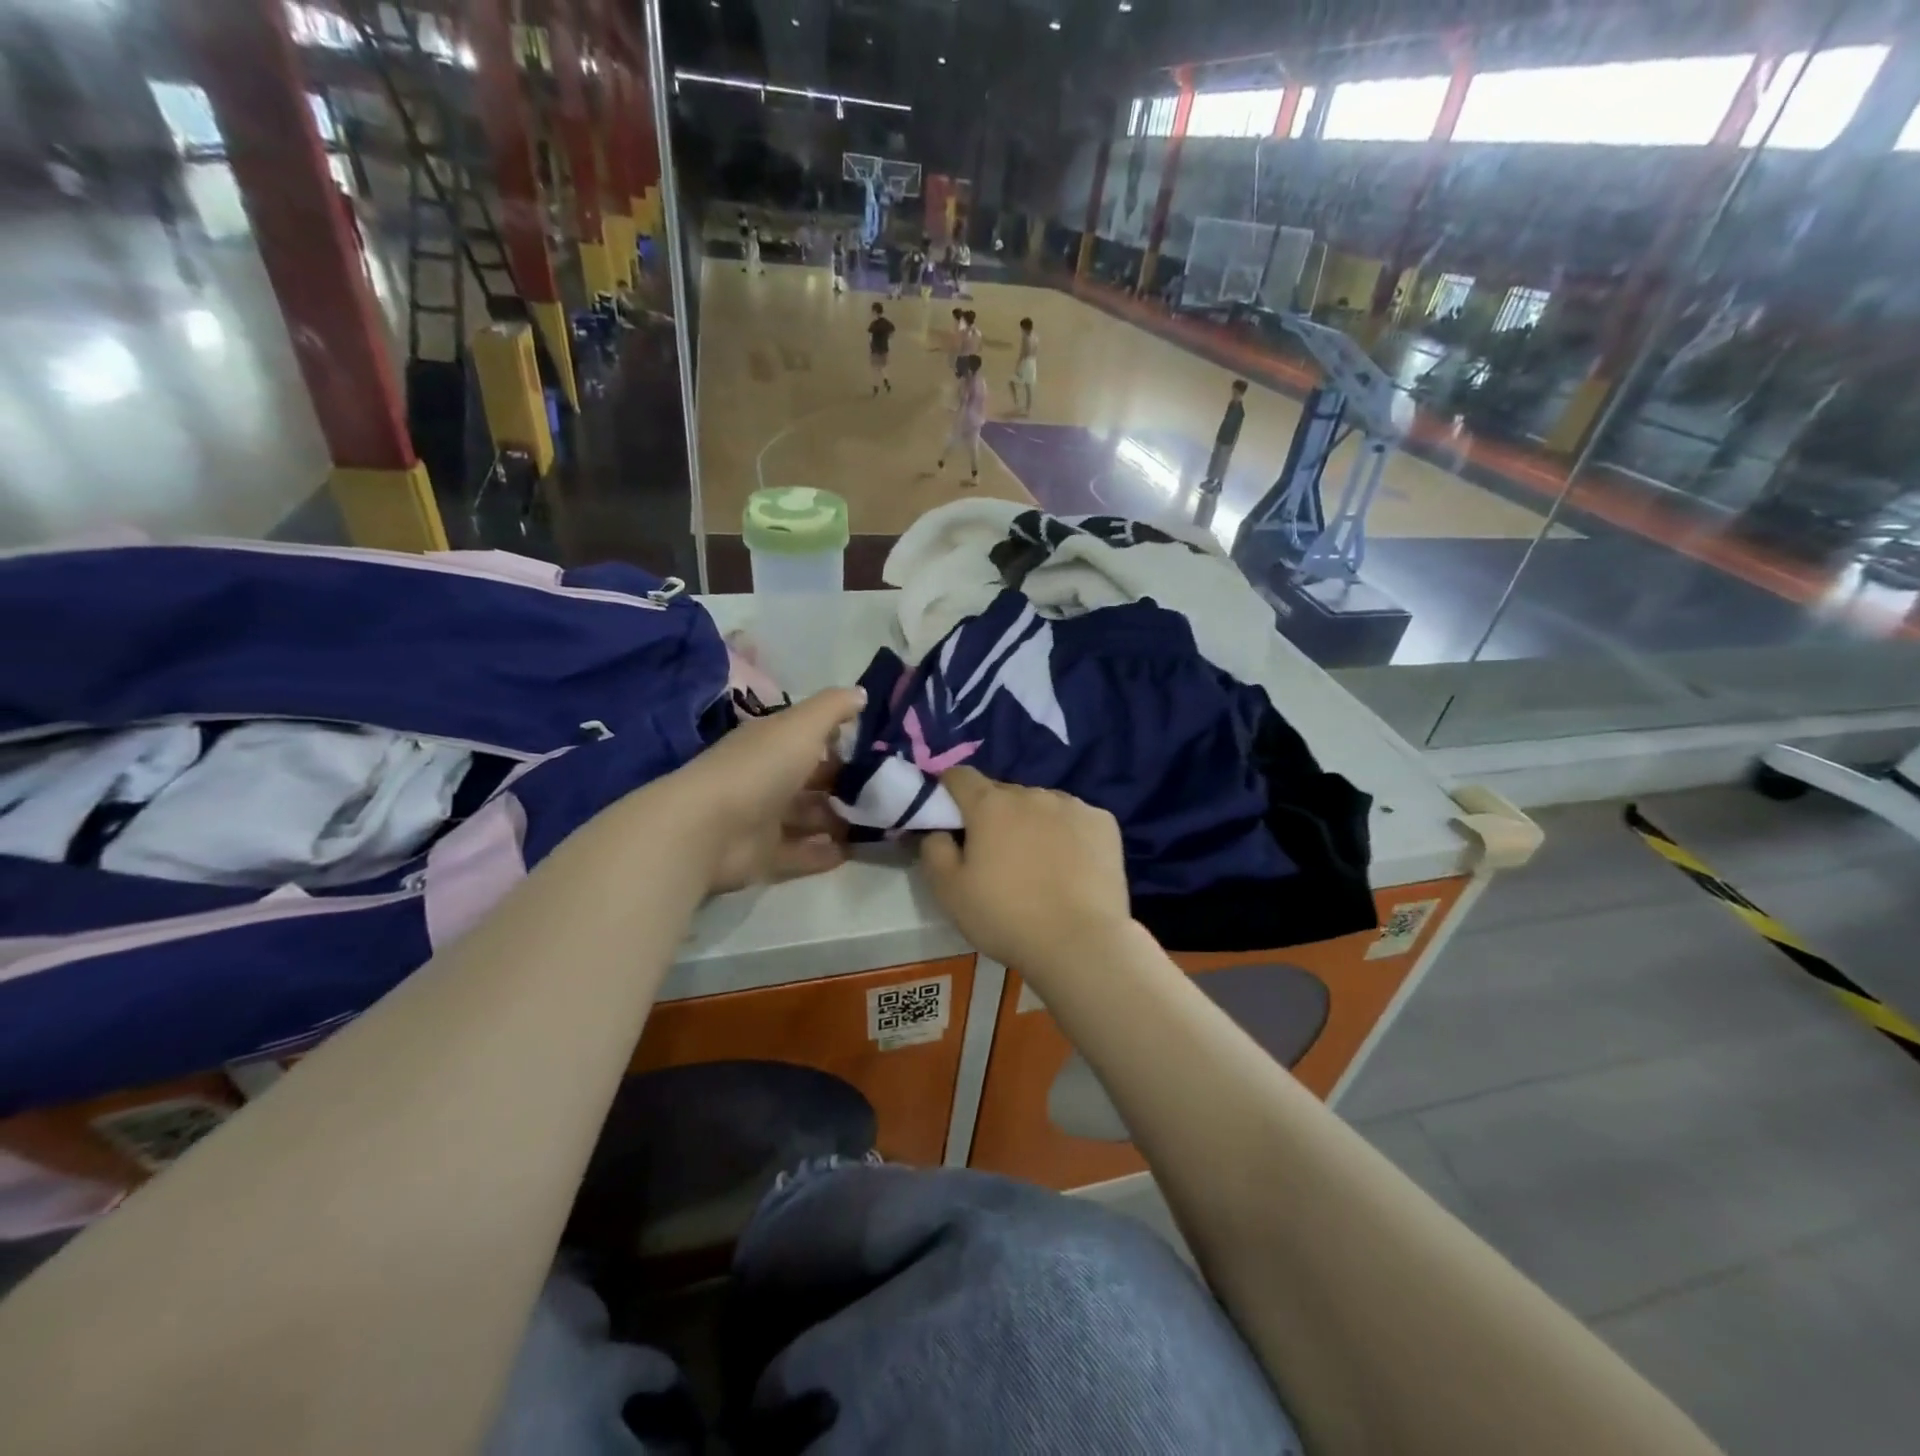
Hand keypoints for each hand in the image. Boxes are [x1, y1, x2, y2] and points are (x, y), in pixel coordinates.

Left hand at [654, 687, 865, 894]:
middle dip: (845, 785)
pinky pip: (802, 854)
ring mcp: (763, 820)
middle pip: (811, 781)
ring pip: (809, 818)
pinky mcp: (764, 857)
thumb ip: (833, 708)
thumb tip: (862, 692)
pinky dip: (826, 854)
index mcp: (772, 744)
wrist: (708, 830)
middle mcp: (767, 779)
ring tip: (879, 822)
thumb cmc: (759, 768)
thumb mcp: (801, 726)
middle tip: (887, 791)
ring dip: (839, 820)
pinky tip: (856, 851)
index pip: (809, 738)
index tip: (878, 748)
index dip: (840, 741)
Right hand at [919, 766, 1132, 972]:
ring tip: (1039, 864)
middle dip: (993, 815)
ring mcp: (1073, 805)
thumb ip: (934, 851)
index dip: (949, 791)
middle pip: (1003, 793)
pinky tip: (1072, 867)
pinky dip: (1068, 834)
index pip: (960, 776)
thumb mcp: (949, 892)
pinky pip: (1076, 819)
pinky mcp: (1104, 823)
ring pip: (1041, 805)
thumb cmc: (1007, 917)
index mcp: (990, 805)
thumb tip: (939, 831)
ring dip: (1032, 822)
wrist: (1081, 943)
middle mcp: (1032, 794)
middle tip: (996, 855)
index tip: (950, 817)